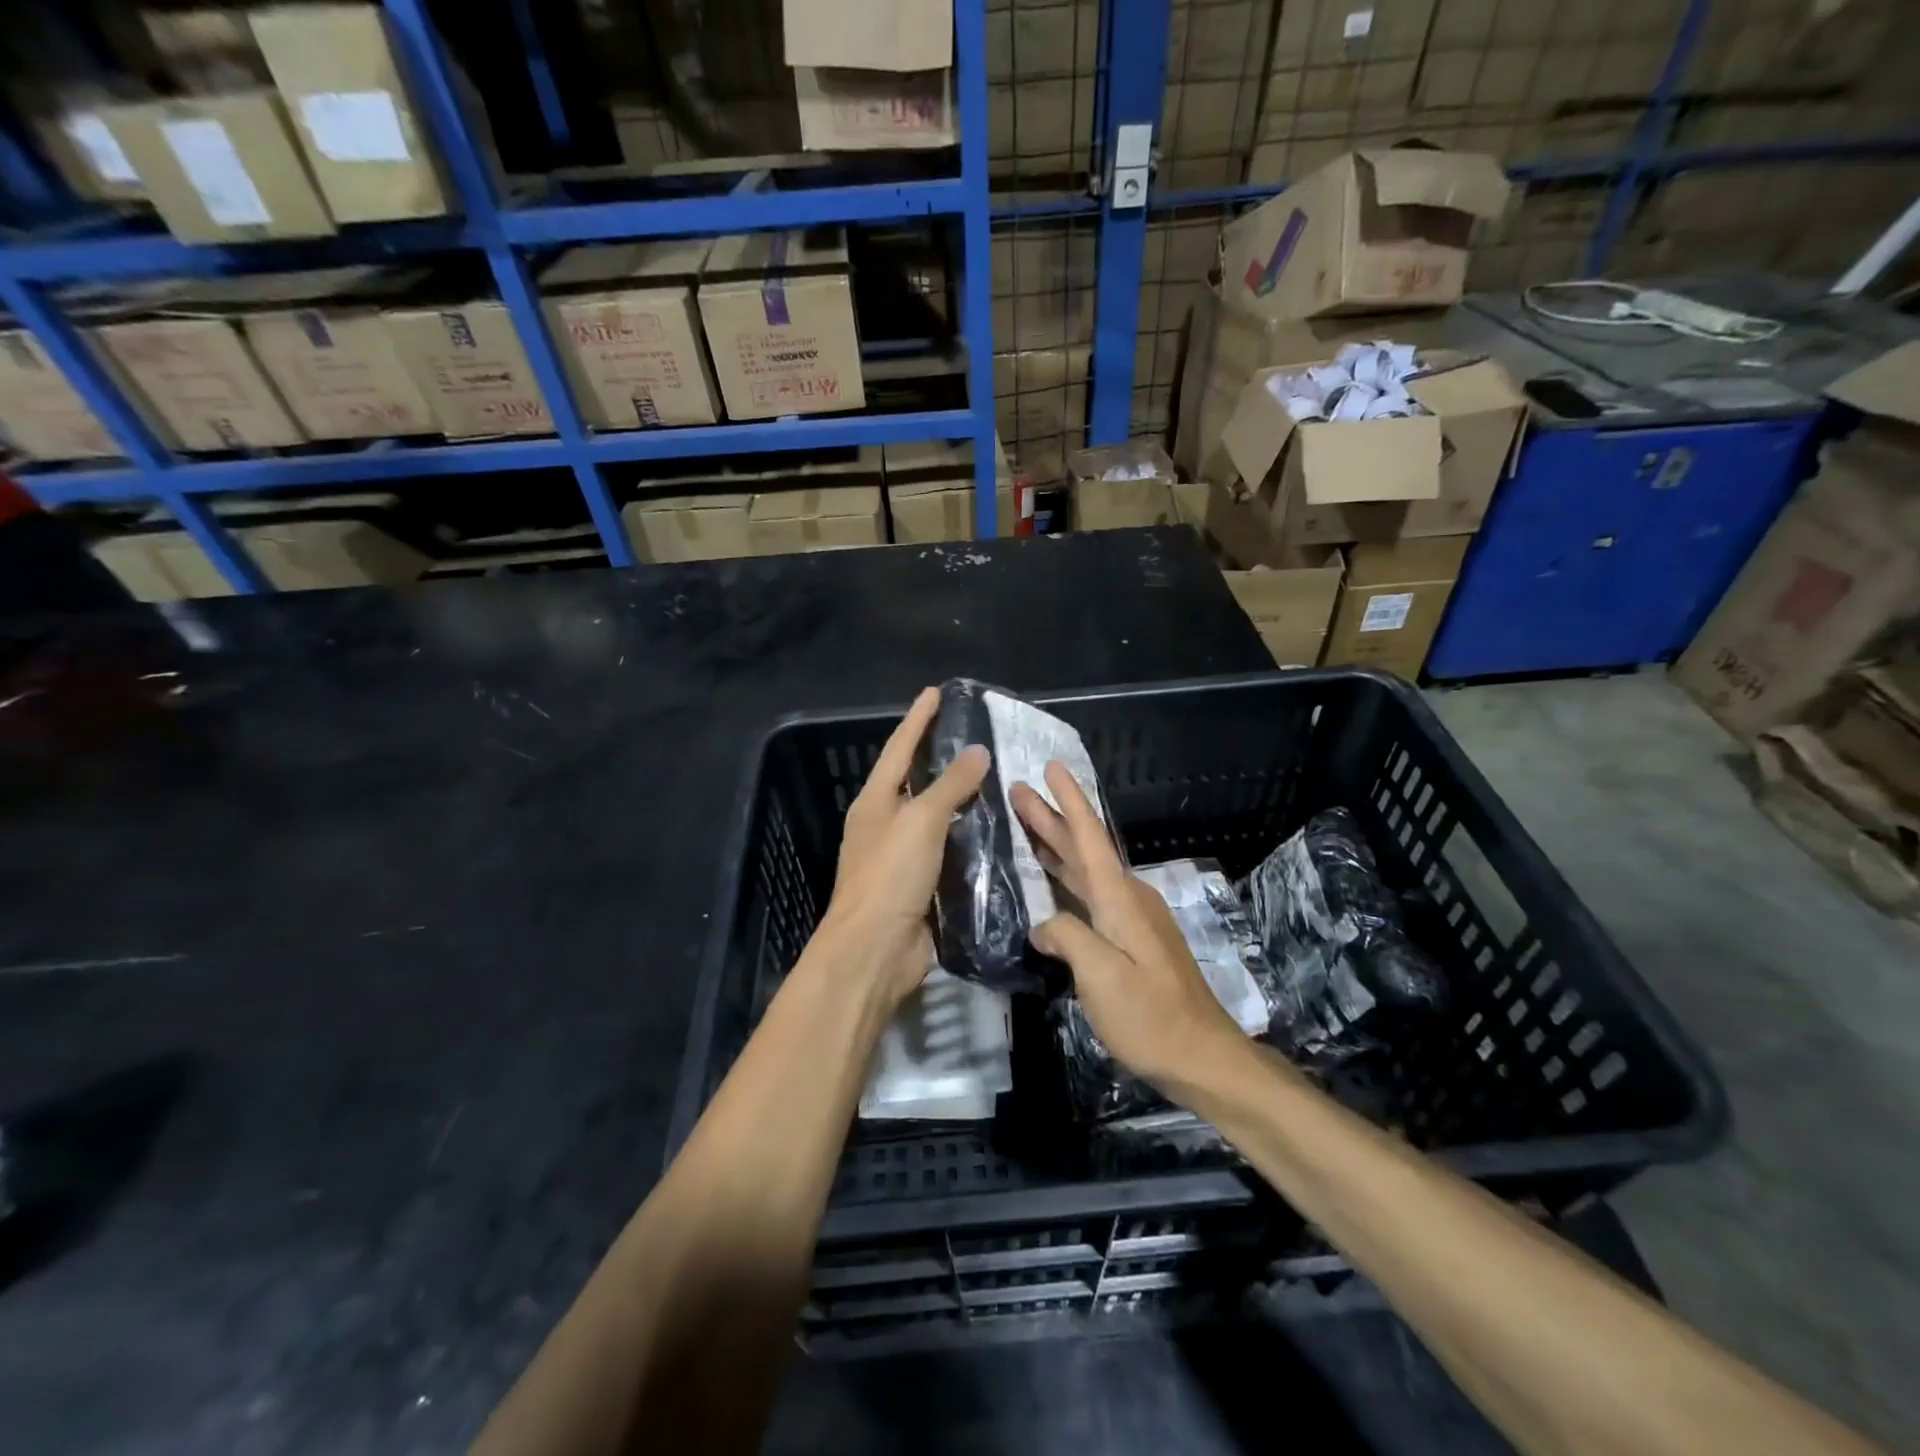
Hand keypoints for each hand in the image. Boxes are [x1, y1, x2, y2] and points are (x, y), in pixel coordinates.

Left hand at [821, 686, 990, 1008]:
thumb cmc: (890, 875)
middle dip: (940, 757)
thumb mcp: (921, 820)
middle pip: (915, 781)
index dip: (918, 719)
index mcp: (875, 802)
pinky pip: (949, 850)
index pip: (898, 749)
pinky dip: (969, 836)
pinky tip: (996, 827)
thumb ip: (950, 785)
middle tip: (974, 733)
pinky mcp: (922, 885)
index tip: (936, 693)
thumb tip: (977, 751)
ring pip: (936, 817)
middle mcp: (885, 824)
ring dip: (960, 798)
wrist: (876, 949)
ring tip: (995, 775)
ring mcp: (902, 856)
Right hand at [1011, 763, 1244, 1089]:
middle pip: (1085, 848)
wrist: (1202, 1055)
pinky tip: (1050, 883)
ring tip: (1026, 825)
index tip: (1052, 767)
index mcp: (1120, 900)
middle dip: (1051, 818)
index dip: (1070, 801)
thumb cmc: (1150, 1016)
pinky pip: (1091, 894)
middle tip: (1018, 792)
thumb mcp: (1101, 977)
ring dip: (1056, 846)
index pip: (1090, 838)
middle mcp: (1127, 898)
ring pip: (1087, 870)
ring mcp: (1132, 919)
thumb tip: (1043, 925)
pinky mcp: (1132, 939)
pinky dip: (1066, 878)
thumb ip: (1067, 939)